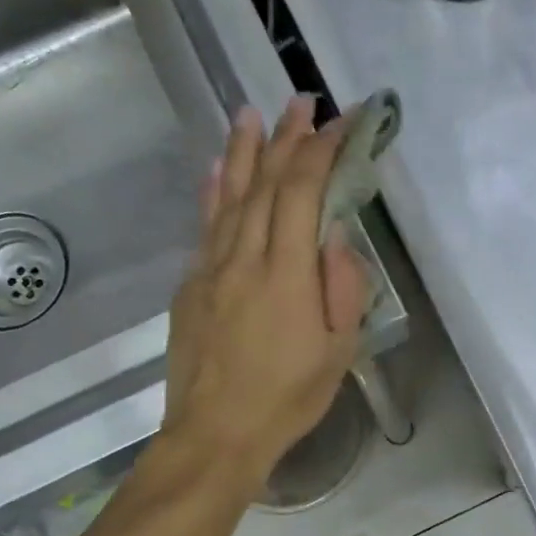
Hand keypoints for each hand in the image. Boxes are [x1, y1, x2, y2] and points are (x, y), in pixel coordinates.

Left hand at [163, 98, 368, 493]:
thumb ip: (342, 288)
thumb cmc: (287, 398)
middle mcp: (245, 258)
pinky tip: (218, 168)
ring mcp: (211, 268)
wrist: (215, 433)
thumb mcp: (337, 352)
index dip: (323, 150)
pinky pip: (205, 225)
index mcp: (287, 274)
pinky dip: (213, 191)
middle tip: (302, 103)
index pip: (303, 192)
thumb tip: (336, 235)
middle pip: (265, 183)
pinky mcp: (191, 285)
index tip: (344, 121)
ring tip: (254, 114)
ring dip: (244, 151)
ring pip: (230, 196)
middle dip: (287, 138)